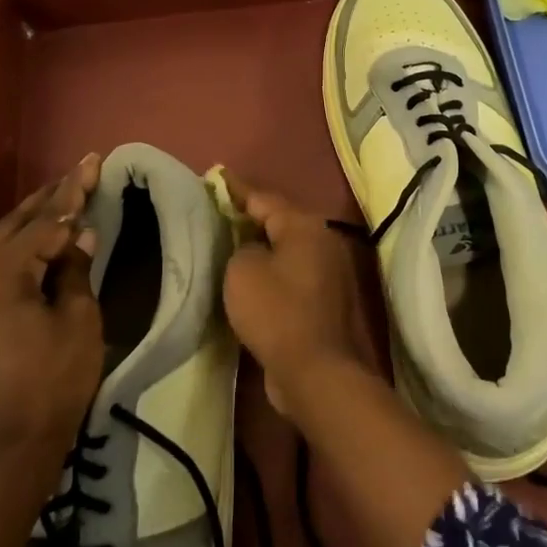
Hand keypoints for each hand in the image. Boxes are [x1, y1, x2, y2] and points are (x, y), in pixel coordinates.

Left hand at [0, 153, 103, 471]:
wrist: (9, 449)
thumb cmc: (54, 384)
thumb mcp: (79, 322)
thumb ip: (75, 270)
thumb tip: (79, 235)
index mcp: (1, 277)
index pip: (44, 224)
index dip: (74, 194)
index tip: (94, 163)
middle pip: (14, 225)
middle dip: (50, 197)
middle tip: (80, 172)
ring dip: (31, 219)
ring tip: (61, 197)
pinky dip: (17, 247)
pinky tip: (36, 240)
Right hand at [220, 174, 374, 419]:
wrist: (314, 370)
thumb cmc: (276, 311)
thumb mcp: (243, 270)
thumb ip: (242, 247)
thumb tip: (254, 248)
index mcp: (304, 225)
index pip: (264, 198)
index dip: (237, 189)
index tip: (217, 176)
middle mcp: (323, 240)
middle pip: (280, 220)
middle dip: (251, 215)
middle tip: (221, 210)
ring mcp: (329, 271)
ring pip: (288, 248)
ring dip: (262, 244)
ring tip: (231, 240)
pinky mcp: (326, 299)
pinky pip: (292, 273)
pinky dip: (273, 269)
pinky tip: (252, 276)